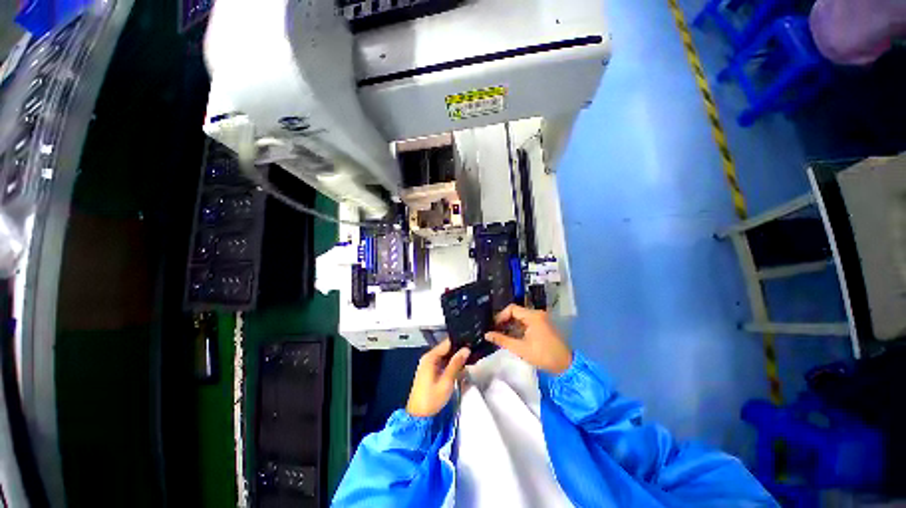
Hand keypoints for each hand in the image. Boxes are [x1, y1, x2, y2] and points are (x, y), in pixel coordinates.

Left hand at [405, 339, 470, 417]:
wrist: (418, 416)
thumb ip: (456, 364)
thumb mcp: (446, 381)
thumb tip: (466, 349)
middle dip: (459, 351)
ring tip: (470, 359)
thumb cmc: (431, 399)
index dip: (459, 342)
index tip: (471, 343)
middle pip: (446, 349)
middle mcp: (428, 358)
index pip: (447, 343)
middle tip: (473, 352)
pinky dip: (451, 364)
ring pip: (445, 356)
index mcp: (430, 357)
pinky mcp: (430, 372)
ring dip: (456, 358)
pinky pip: (443, 363)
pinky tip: (461, 367)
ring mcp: (429, 365)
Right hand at [485, 305, 572, 374]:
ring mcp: (541, 319)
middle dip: (505, 321)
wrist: (565, 365)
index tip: (494, 326)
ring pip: (521, 317)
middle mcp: (537, 314)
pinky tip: (512, 336)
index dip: (501, 316)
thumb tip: (487, 335)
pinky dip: (518, 327)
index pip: (512, 308)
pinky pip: (527, 322)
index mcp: (533, 316)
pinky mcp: (542, 325)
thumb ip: (502, 340)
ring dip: (511, 325)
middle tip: (495, 330)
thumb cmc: (543, 356)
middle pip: (516, 312)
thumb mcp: (520, 349)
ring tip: (501, 334)